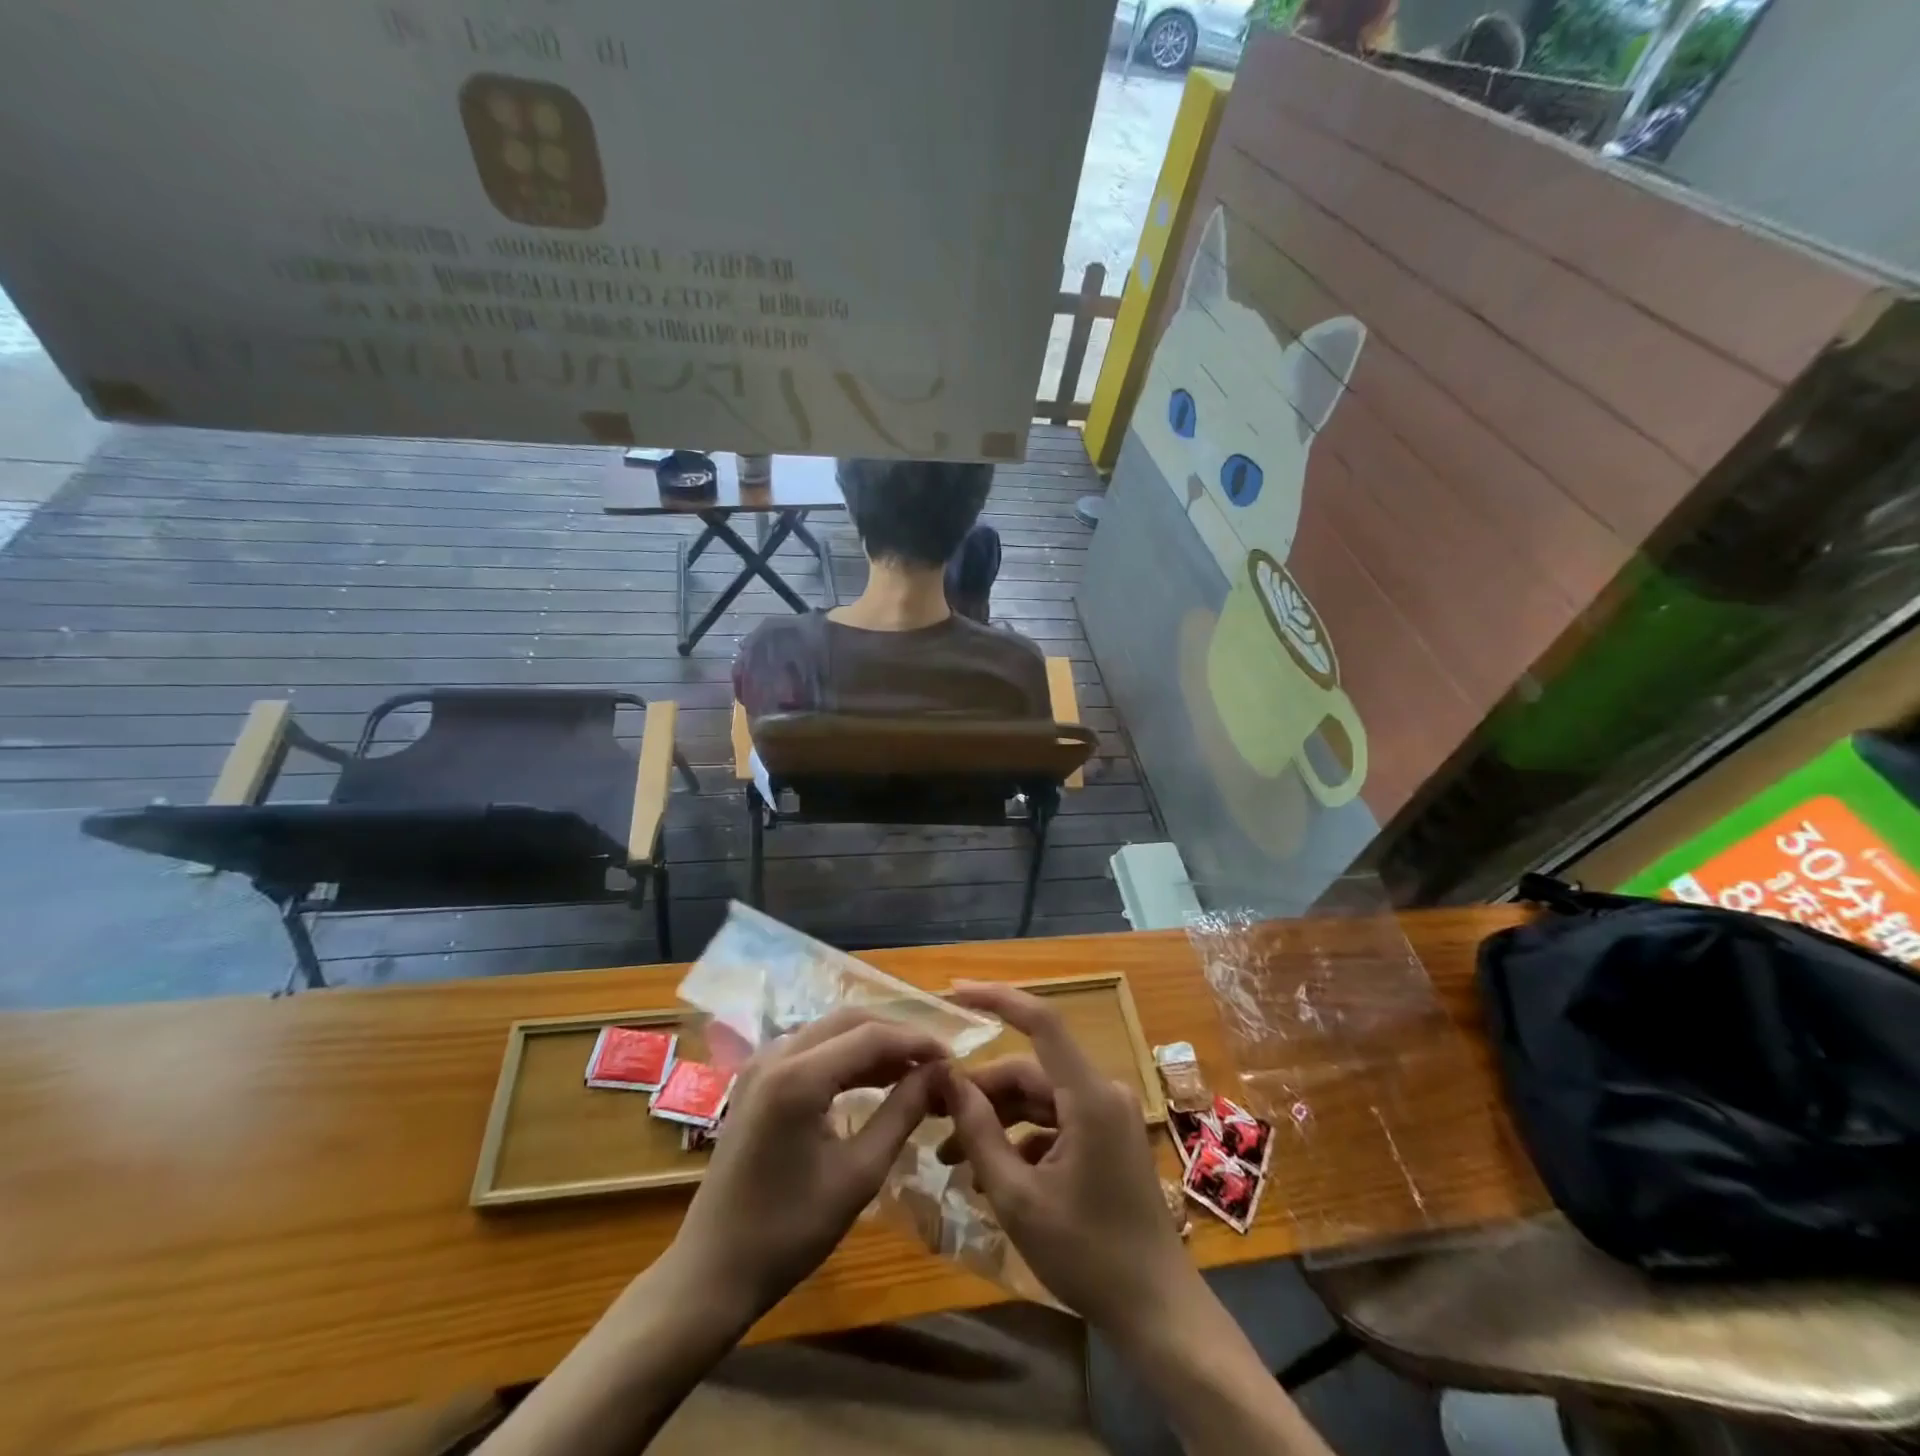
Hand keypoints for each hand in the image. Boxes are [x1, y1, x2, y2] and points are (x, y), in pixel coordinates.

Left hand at [670, 1008, 946, 1323]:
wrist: (712, 1272)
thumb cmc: (789, 1232)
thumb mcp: (859, 1174)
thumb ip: (902, 1113)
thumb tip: (939, 1073)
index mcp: (798, 1075)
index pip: (872, 1036)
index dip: (917, 1042)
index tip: (953, 1059)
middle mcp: (777, 1054)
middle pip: (850, 1021)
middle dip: (896, 1037)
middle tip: (935, 1064)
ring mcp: (761, 1064)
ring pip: (830, 1030)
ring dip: (872, 1044)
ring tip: (913, 1072)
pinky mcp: (756, 1079)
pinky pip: (811, 1048)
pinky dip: (846, 1057)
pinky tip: (872, 1080)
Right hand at [936, 982, 1195, 1336]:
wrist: (1157, 1312)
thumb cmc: (1087, 1255)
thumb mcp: (1018, 1197)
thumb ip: (980, 1132)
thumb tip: (946, 1079)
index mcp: (1088, 1096)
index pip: (1042, 1021)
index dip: (998, 998)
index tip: (954, 991)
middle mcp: (1101, 1092)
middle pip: (1028, 1071)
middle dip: (980, 1093)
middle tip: (933, 1118)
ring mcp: (1107, 1115)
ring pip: (1038, 1098)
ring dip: (996, 1121)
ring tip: (953, 1157)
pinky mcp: (1105, 1137)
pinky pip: (1054, 1121)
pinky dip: (1021, 1139)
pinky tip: (989, 1175)